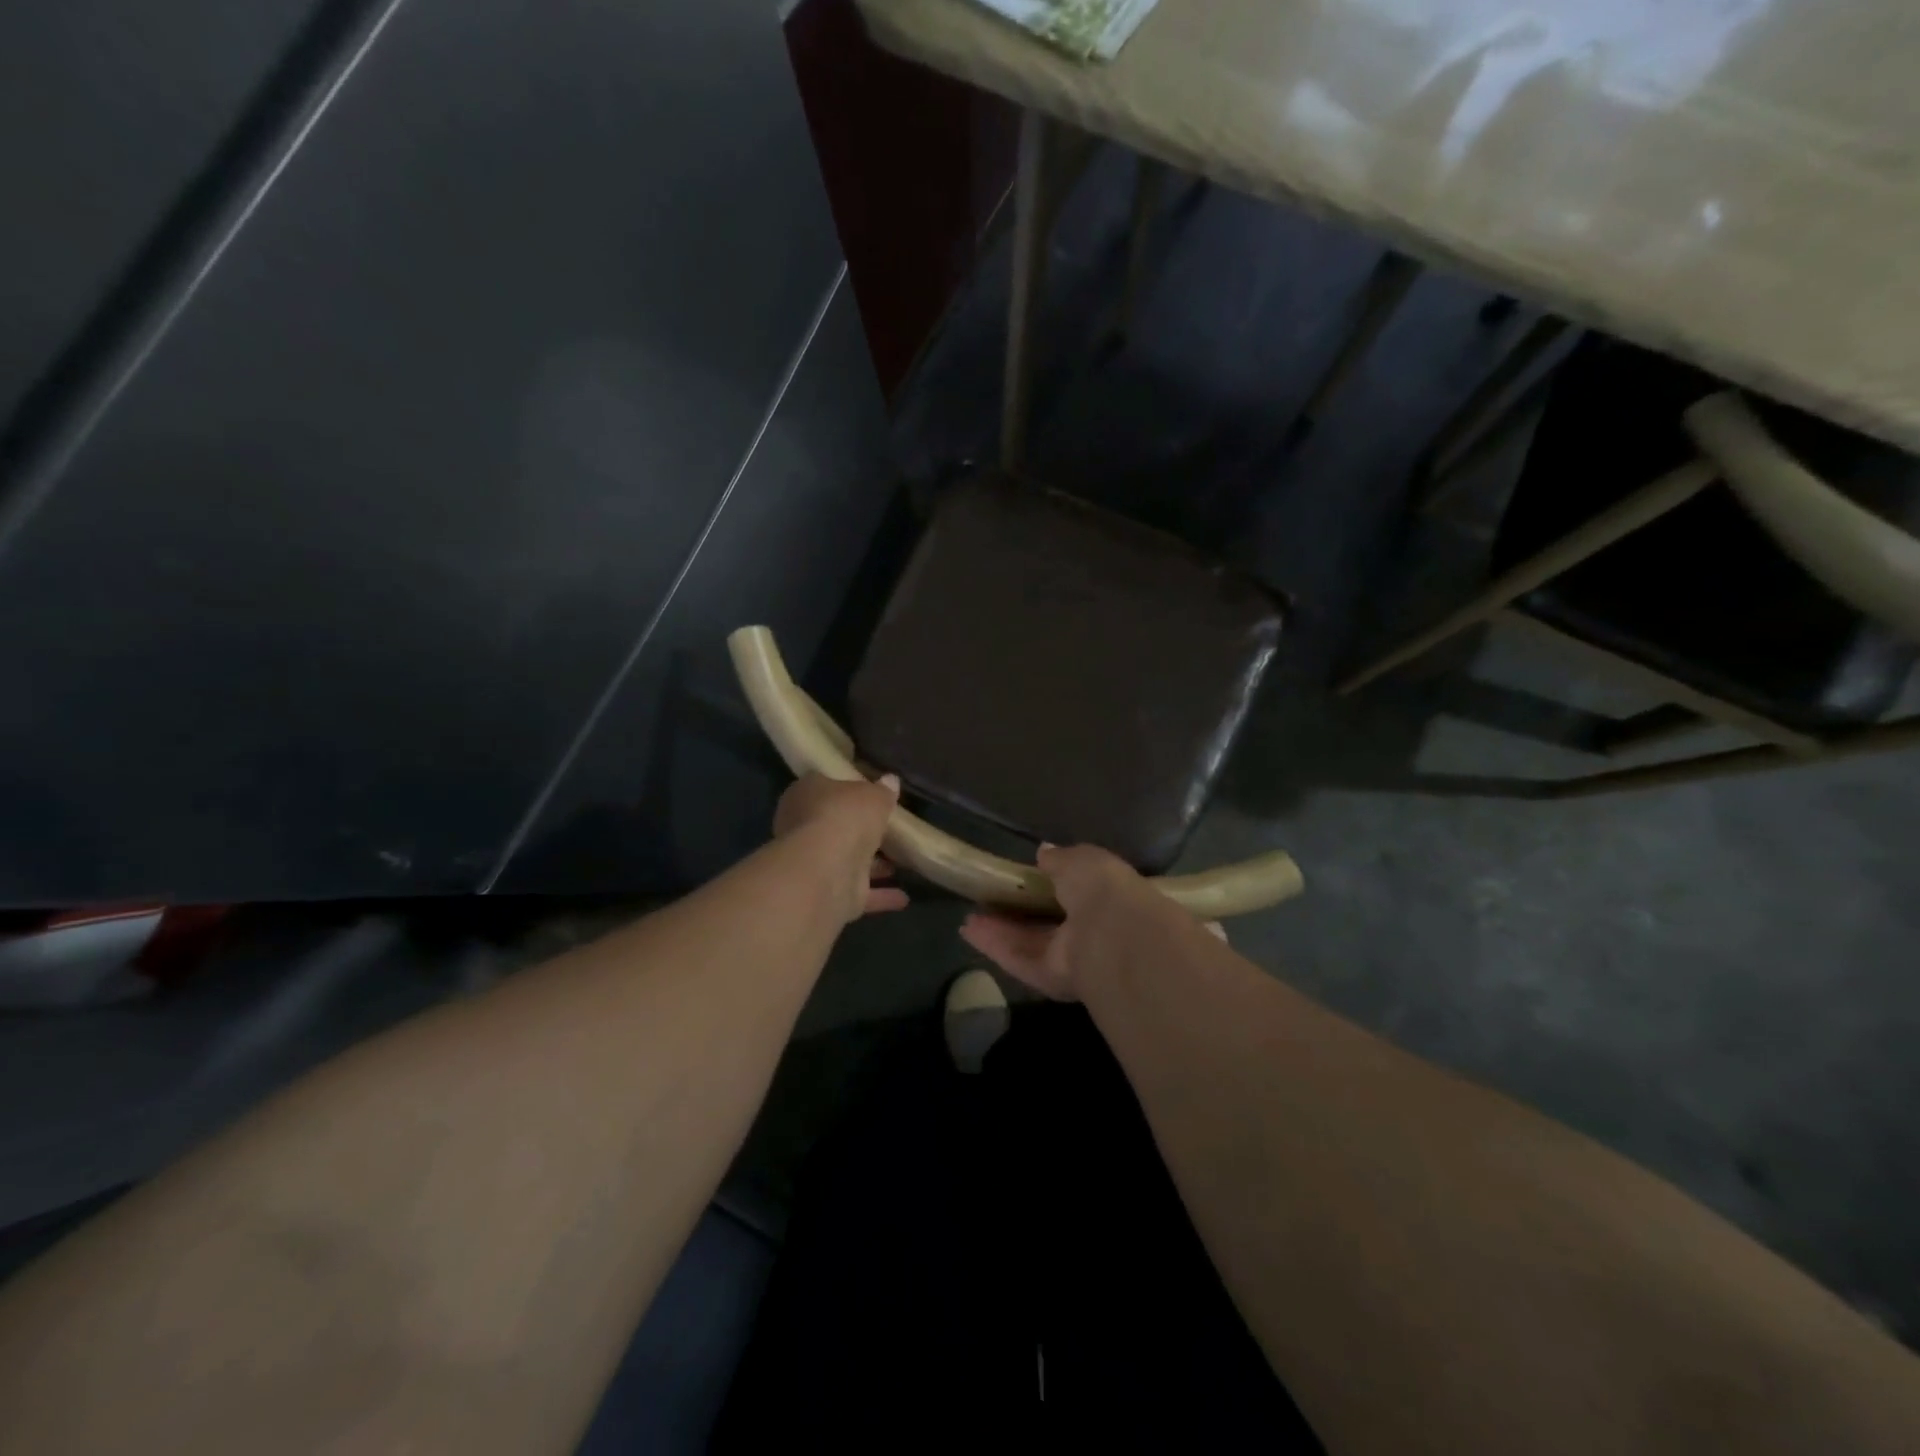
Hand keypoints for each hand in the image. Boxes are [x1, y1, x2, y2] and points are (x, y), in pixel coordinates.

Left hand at [773, 773, 908, 922]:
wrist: (827, 869)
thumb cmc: (844, 816)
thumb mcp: (872, 795)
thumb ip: (882, 791)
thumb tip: (891, 781)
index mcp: (805, 795)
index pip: (823, 787)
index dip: (846, 790)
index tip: (868, 794)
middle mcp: (803, 829)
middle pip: (835, 826)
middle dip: (860, 831)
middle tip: (889, 830)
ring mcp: (814, 864)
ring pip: (847, 861)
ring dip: (872, 866)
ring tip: (902, 863)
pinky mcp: (828, 895)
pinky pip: (858, 893)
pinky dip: (880, 895)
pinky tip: (904, 897)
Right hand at [958, 843, 1152, 1000]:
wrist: (1113, 937)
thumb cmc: (1103, 888)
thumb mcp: (1081, 859)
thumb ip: (1060, 858)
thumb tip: (1043, 852)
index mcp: (1106, 898)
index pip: (1076, 891)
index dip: (1050, 884)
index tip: (1023, 877)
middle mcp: (1090, 931)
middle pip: (1048, 922)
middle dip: (1020, 912)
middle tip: (989, 899)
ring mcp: (1070, 958)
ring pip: (1030, 943)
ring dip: (1000, 929)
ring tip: (970, 916)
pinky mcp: (1050, 979)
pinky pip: (1019, 959)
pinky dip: (995, 945)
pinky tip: (969, 930)